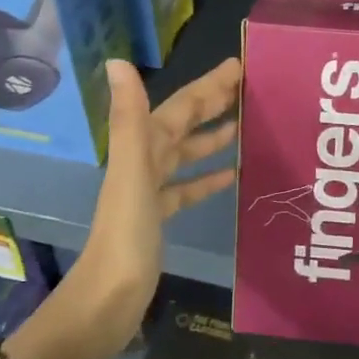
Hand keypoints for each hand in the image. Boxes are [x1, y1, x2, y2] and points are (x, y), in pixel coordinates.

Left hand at [68, 57, 241, 358]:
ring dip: (211, 136)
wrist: (109, 298)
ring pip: (185, 153)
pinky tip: (231, 175)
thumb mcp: (132, 171)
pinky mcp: (158, 216)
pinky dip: (206, 177)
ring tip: (244, 124)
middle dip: (212, 103)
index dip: (207, 85)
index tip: (239, 66)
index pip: (180, 106)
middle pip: (183, 124)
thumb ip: (129, 117)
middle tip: (249, 86)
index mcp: (140, 147)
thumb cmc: (127, 233)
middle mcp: (143, 161)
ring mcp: (150, 190)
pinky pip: (186, 188)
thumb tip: (117, 60)